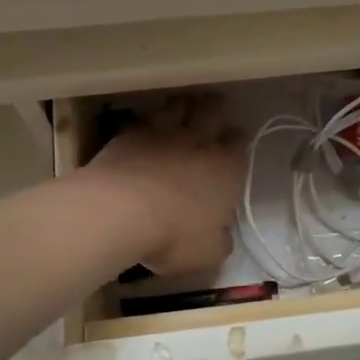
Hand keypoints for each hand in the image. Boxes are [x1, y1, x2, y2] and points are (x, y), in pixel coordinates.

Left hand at [81, 95, 247, 275]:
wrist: (119, 213)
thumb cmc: (173, 236)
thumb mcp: (209, 253)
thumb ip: (220, 240)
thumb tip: (220, 234)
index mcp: (226, 168)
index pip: (240, 142)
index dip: (237, 142)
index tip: (232, 148)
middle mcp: (198, 142)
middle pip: (212, 109)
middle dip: (213, 109)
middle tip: (209, 113)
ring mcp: (161, 134)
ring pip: (176, 105)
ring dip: (179, 108)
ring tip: (176, 115)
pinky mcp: (128, 134)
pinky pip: (140, 120)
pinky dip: (142, 125)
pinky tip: (138, 135)